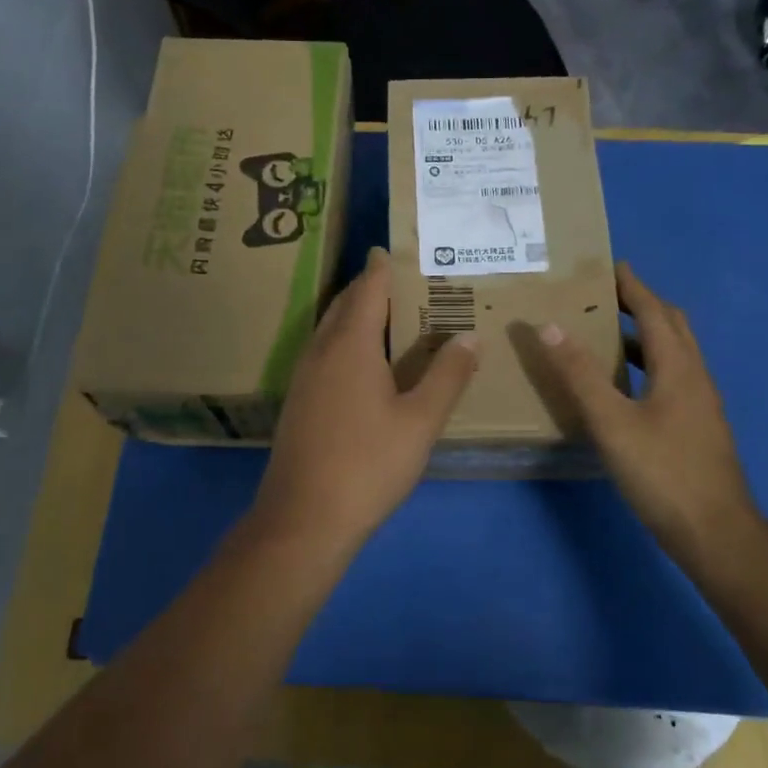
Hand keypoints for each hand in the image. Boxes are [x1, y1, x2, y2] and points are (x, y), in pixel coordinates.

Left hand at [254, 247, 478, 543]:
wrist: (303, 518)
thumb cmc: (368, 464)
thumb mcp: (420, 422)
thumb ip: (447, 376)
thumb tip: (469, 337)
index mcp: (351, 345)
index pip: (368, 290)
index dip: (382, 267)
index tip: (394, 249)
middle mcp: (321, 351)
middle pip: (345, 305)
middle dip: (368, 287)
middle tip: (399, 278)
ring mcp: (304, 376)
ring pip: (330, 329)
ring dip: (354, 314)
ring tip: (386, 314)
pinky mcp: (298, 401)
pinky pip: (323, 352)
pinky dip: (344, 340)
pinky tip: (362, 363)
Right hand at [535, 263, 759, 558]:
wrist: (716, 534)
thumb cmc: (663, 473)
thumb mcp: (612, 422)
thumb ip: (580, 374)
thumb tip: (550, 325)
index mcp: (678, 367)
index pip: (654, 312)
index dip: (633, 286)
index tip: (611, 264)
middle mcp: (696, 377)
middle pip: (672, 326)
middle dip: (642, 304)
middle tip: (606, 295)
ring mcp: (701, 405)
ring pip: (674, 355)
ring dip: (645, 336)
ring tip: (607, 335)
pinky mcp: (698, 428)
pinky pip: (673, 379)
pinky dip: (648, 365)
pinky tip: (626, 388)